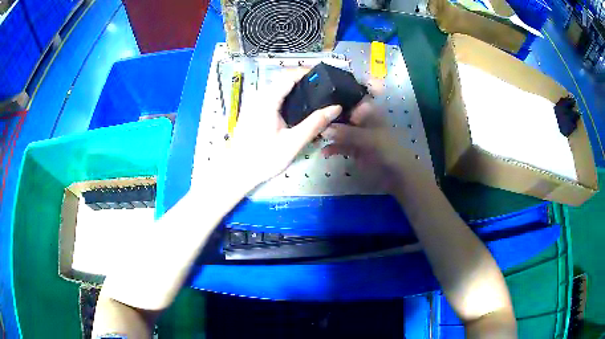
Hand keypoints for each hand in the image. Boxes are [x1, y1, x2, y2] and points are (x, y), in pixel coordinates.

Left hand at [225, 69, 341, 187]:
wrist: (237, 171)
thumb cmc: (263, 158)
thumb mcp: (293, 143)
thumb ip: (315, 124)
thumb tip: (336, 108)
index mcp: (267, 100)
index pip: (289, 75)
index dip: (307, 72)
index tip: (325, 77)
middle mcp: (258, 96)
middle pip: (282, 79)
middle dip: (303, 79)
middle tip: (324, 89)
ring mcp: (253, 103)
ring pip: (276, 87)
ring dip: (294, 88)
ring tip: (314, 97)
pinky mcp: (252, 111)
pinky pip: (271, 95)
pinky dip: (286, 96)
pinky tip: (296, 108)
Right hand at [321, 99, 417, 192]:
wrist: (398, 176)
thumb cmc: (390, 151)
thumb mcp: (371, 140)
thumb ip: (348, 133)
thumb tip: (324, 128)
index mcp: (371, 112)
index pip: (356, 96)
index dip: (343, 92)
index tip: (324, 91)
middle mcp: (363, 121)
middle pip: (344, 113)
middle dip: (330, 114)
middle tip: (311, 114)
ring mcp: (358, 136)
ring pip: (340, 129)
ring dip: (329, 132)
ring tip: (314, 133)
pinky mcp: (354, 150)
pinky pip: (341, 146)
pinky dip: (333, 148)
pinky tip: (324, 152)